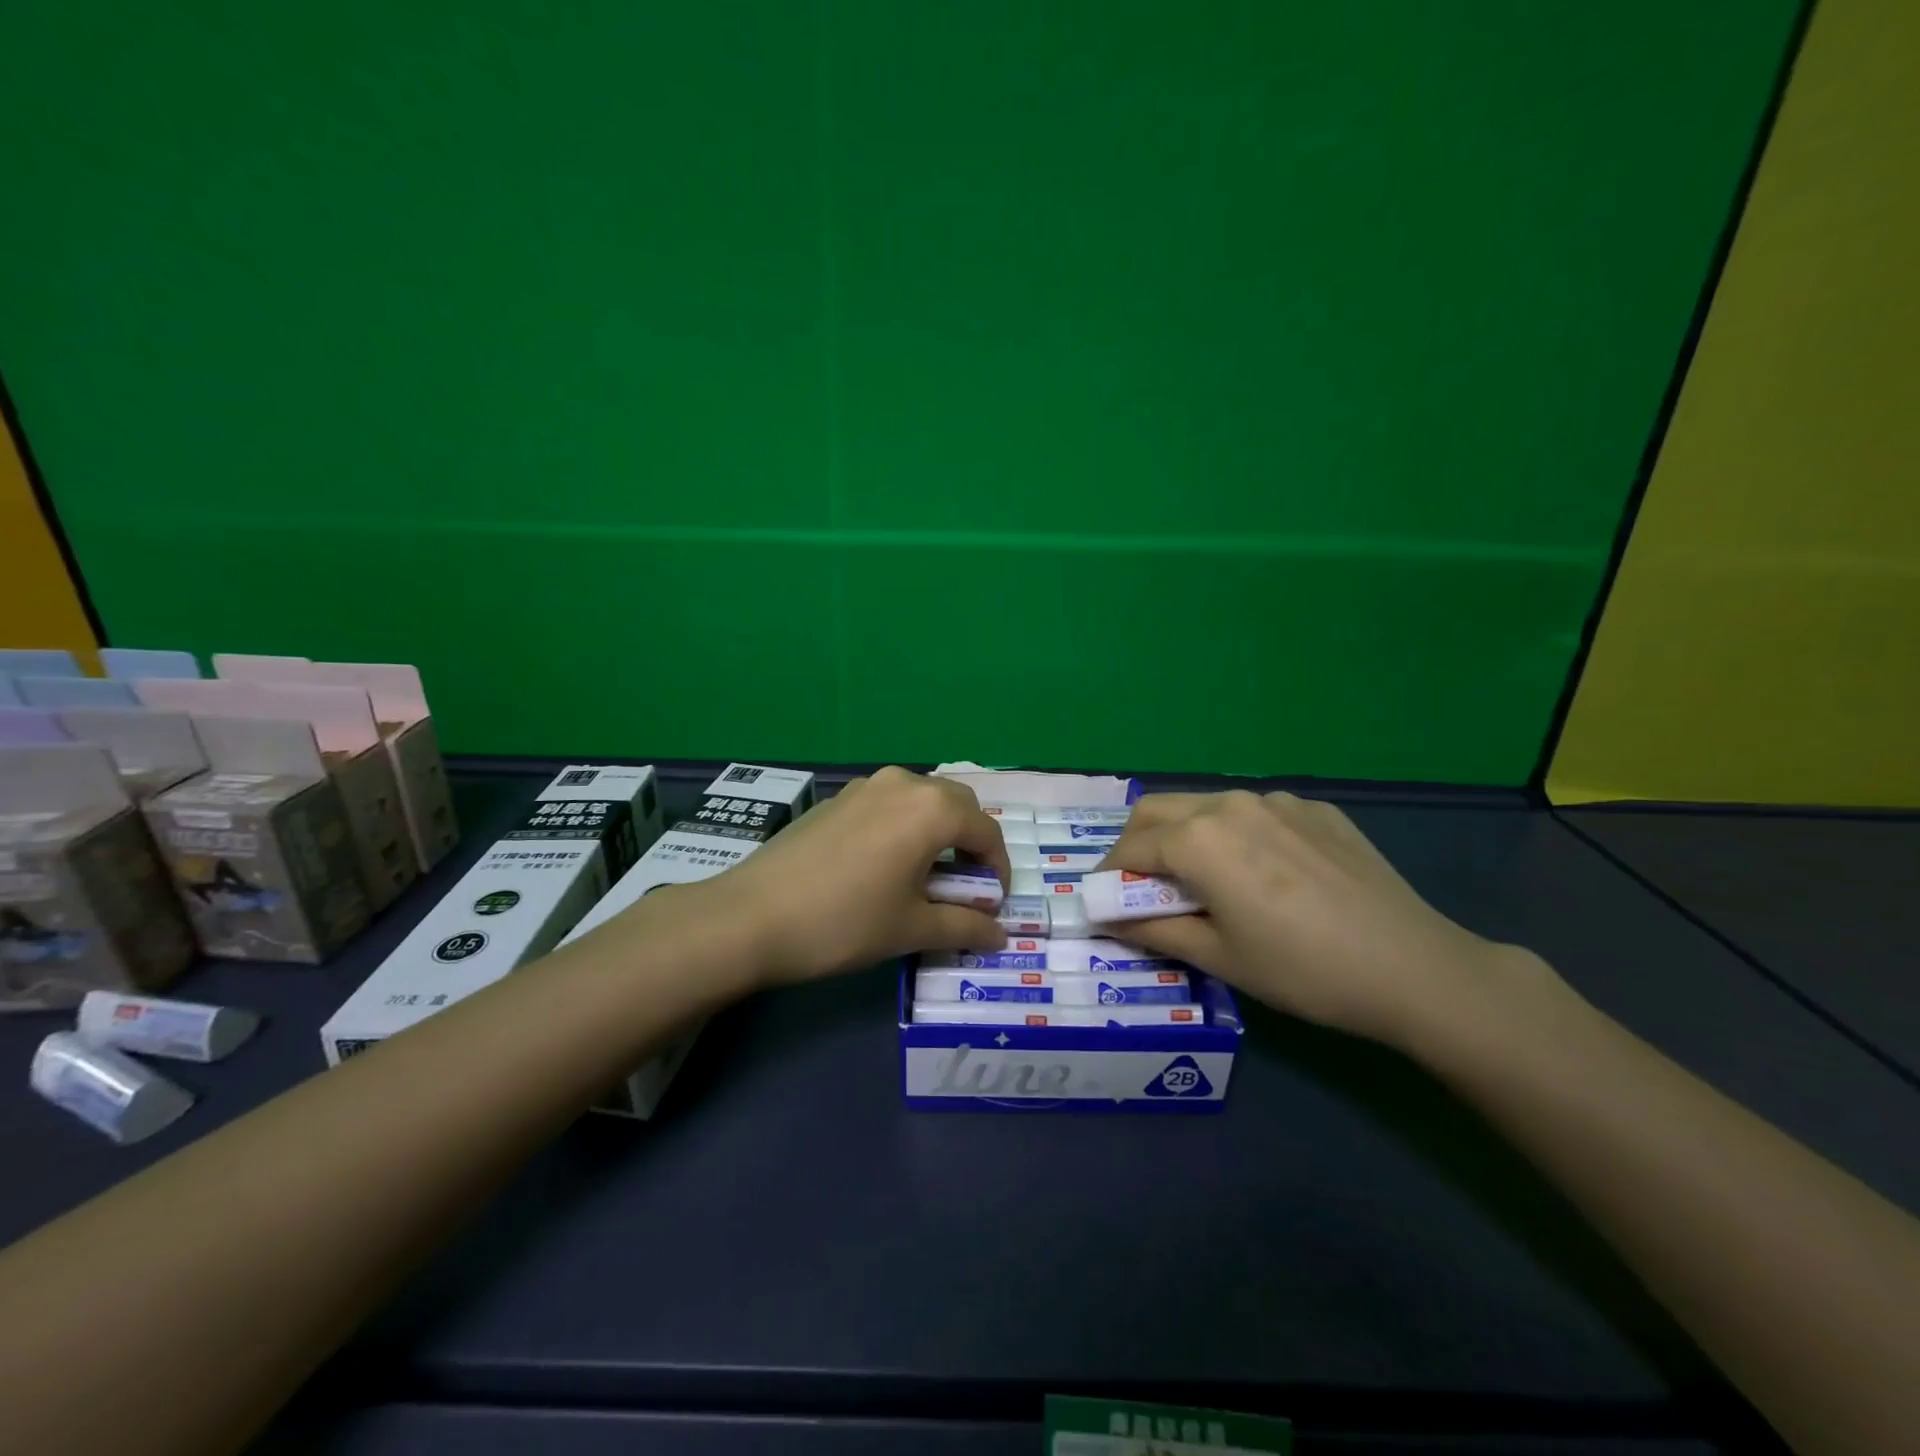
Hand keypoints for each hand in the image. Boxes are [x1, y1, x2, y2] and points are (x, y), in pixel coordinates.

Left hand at [699, 766, 1009, 985]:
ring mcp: (866, 785)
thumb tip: (1000, 936)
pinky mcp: (838, 798)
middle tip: (964, 888)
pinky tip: (884, 865)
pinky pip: (889, 804)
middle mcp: (903, 783)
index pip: (986, 832)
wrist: (751, 916)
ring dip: (937, 833)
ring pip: (921, 800)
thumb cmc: (844, 922)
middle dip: (970, 844)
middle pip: (957, 806)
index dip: (998, 869)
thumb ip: (965, 927)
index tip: (993, 904)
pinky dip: (904, 828)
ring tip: (925, 877)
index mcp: (931, 809)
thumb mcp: (911, 929)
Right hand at [1097, 791, 1530, 1045]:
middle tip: (1138, 884)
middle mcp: (1230, 804)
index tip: (1102, 900)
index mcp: (1199, 839)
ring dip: (1184, 835)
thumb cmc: (1302, 970)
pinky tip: (1264, 874)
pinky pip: (1255, 813)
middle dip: (1135, 844)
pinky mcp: (1314, 808)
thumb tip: (1110, 918)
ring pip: (1205, 806)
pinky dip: (1236, 836)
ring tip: (1201, 879)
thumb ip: (1154, 928)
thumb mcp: (1219, 957)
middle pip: (1157, 811)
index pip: (1129, 849)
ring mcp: (1277, 800)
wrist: (1414, 967)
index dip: (1107, 875)